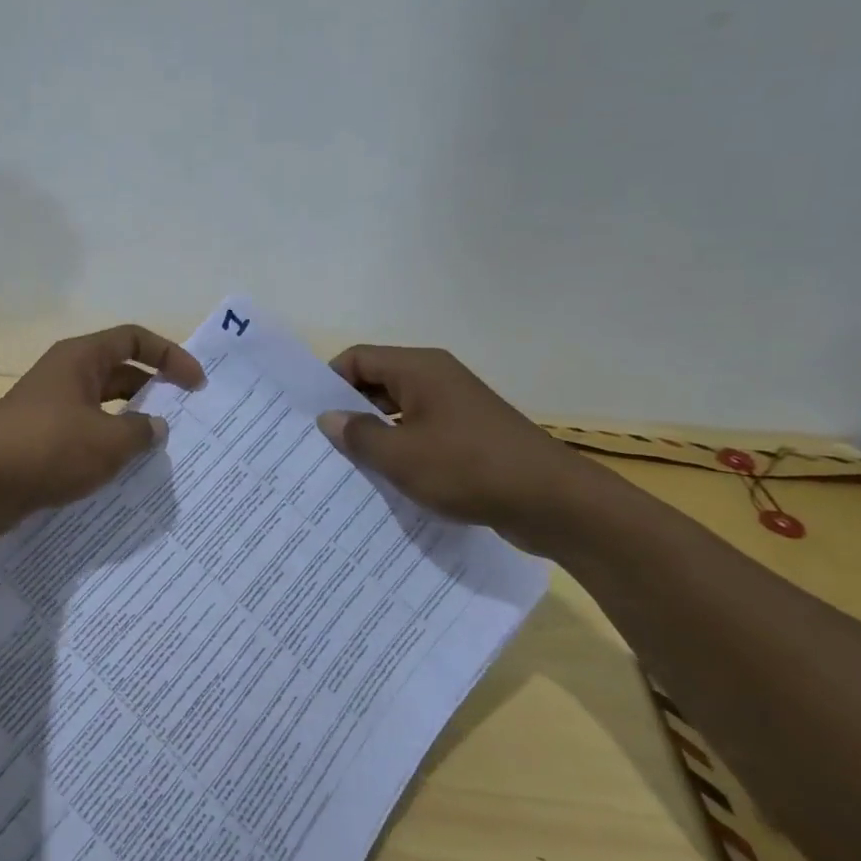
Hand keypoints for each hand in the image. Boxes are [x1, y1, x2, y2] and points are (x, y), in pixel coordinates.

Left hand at [0, 325, 205, 526]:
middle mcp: (65, 374)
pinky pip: (85, 431)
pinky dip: (107, 444)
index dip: (170, 355)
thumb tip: (155, 428)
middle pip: (119, 371)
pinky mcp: (40, 437)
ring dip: (131, 422)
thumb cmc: (48, 448)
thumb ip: (141, 432)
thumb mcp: (107, 441)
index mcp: (80, 358)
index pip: (134, 339)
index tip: (196, 383)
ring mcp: (49, 406)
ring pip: (102, 405)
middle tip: (184, 415)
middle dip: (153, 390)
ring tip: (159, 447)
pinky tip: (123, 469)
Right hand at [316, 346, 602, 553]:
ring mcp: (456, 406)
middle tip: (318, 441)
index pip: (358, 359)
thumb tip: (328, 418)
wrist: (552, 501)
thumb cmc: (468, 469)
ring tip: (346, 463)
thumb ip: (358, 434)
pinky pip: (422, 431)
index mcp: (419, 369)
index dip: (329, 381)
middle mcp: (437, 378)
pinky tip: (386, 477)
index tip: (308, 415)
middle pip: (377, 381)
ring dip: (374, 432)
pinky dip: (401, 447)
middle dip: (348, 409)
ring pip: (399, 409)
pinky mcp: (470, 434)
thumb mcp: (401, 456)